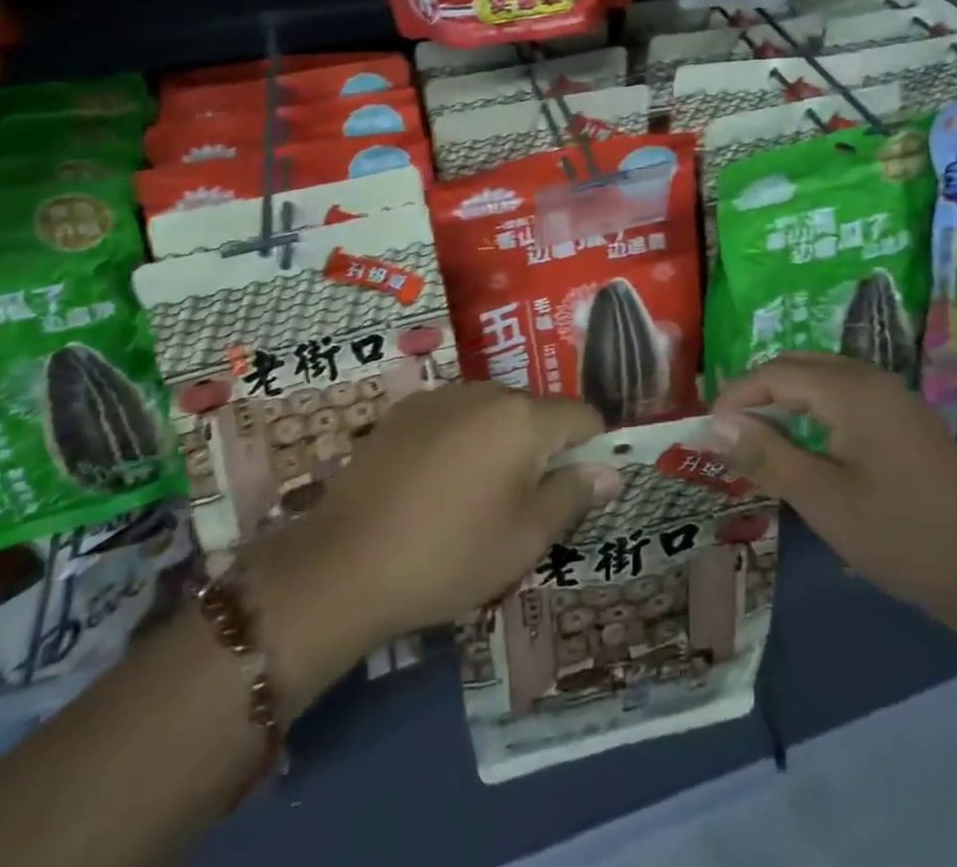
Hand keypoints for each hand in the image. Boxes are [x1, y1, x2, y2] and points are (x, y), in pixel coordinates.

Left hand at [255, 383, 621, 644]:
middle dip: (542, 449)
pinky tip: (434, 485)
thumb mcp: (525, 538)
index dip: (592, 450)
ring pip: (493, 412)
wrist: (345, 565)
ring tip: (474, 497)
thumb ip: (574, 495)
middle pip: (536, 412)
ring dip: (500, 443)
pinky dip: (460, 440)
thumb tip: (611, 470)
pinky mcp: (404, 410)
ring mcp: (441, 396)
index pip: (583, 417)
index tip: (577, 489)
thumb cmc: (450, 555)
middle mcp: (487, 391)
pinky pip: (454, 416)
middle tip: (522, 505)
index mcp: (524, 418)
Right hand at [708, 353, 956, 613]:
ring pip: (824, 377)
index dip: (737, 394)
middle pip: (800, 365)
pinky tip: (808, 442)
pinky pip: (847, 395)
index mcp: (851, 389)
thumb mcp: (822, 499)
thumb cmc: (900, 535)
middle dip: (759, 390)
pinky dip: (815, 408)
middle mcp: (872, 378)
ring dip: (787, 398)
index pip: (776, 373)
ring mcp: (895, 397)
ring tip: (760, 435)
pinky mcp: (908, 419)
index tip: (709, 428)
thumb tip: (718, 424)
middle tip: (730, 429)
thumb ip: (767, 454)